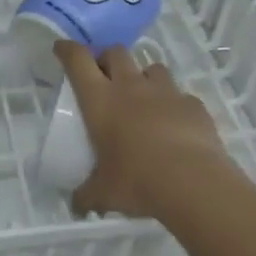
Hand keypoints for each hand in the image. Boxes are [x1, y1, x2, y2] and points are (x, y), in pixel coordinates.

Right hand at [56, 41, 233, 219]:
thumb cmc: (136, 181)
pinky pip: (180, 95)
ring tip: (143, 98)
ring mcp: (165, 92)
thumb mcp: (103, 193)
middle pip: (116, 52)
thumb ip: (86, 195)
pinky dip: (174, 104)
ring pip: (151, 67)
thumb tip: (76, 206)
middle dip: (107, 58)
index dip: (68, 50)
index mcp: (100, 100)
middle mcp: (130, 86)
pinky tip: (175, 124)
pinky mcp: (193, 104)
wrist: (193, 183)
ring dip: (143, 77)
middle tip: (105, 77)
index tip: (62, 49)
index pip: (78, 60)